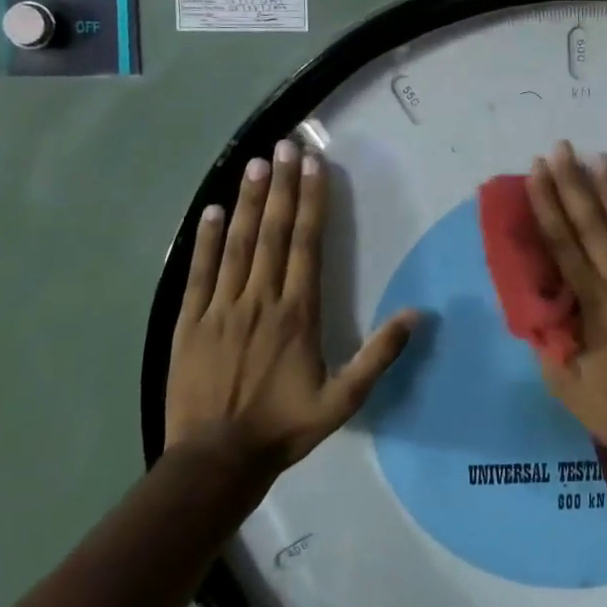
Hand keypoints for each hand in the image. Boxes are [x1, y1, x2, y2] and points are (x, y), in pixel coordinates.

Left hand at [167, 139, 417, 471]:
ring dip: (248, 201)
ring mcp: (221, 308)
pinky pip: (200, 272)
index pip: (306, 244)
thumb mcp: (342, 399)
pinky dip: (206, 239)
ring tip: (255, 164)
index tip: (313, 165)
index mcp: (297, 313)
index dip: (311, 202)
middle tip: (284, 146)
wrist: (215, 460)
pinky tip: (211, 210)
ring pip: (237, 244)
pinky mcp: (189, 322)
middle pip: (272, 232)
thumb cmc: (284, 426)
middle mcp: (260, 299)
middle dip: (282, 186)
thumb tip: (416, 314)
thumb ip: (379, 356)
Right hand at [526, 142, 606, 486]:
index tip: (536, 172)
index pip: (562, 244)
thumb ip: (551, 339)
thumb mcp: (565, 384)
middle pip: (593, 226)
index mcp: (591, 303)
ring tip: (603, 158)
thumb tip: (540, 304)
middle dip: (573, 185)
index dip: (547, 205)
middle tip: (561, 149)